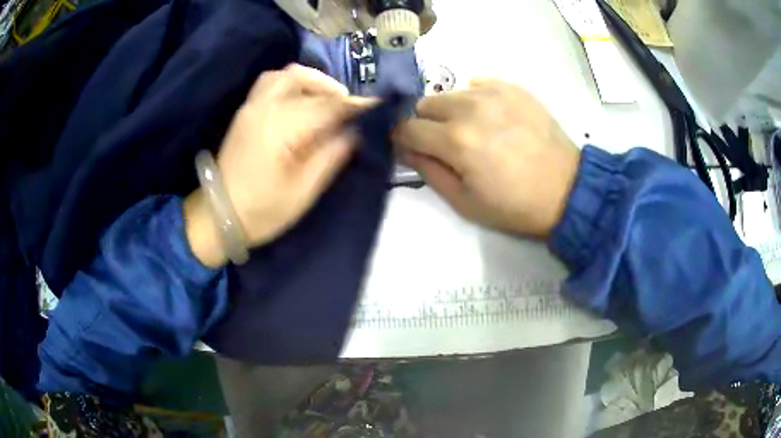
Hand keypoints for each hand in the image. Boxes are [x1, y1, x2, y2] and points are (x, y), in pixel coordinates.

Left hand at [185, 64, 371, 266]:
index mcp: (281, 128)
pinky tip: (300, 101)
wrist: (217, 215)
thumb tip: (355, 132)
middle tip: (350, 109)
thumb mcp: (303, 191)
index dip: (357, 106)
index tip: (380, 108)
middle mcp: (265, 107)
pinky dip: (291, 83)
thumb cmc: (262, 211)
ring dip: (311, 81)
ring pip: (286, 75)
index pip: (328, 106)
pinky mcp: (245, 112)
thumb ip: (331, 156)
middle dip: (334, 90)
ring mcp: (252, 107)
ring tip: (326, 101)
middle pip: (305, 79)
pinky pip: (270, 82)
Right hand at [393, 78, 580, 237]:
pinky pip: (477, 85)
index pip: (406, 128)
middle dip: (427, 124)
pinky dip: (475, 99)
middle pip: (424, 104)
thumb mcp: (463, 202)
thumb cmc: (514, 205)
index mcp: (455, 140)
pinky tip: (494, 118)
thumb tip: (406, 148)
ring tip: (475, 131)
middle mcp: (470, 107)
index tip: (411, 148)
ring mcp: (494, 92)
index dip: (402, 139)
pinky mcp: (513, 87)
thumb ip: (427, 170)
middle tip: (448, 145)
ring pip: (450, 93)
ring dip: (451, 111)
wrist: (567, 190)